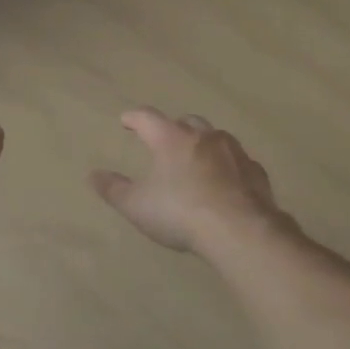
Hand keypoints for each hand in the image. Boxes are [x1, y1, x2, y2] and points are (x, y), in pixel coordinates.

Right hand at [89, 108, 286, 253]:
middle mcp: (204, 137)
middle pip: (186, 122)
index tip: (126, 120)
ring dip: (204, 144)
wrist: (239, 230)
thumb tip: (93, 175)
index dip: (135, 118)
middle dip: (173, 127)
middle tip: (165, 139)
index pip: (148, 118)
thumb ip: (114, 189)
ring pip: (216, 137)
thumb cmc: (180, 213)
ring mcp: (234, 152)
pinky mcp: (255, 172)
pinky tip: (226, 182)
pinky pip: (238, 161)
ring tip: (197, 159)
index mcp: (171, 139)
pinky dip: (228, 166)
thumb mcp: (137, 205)